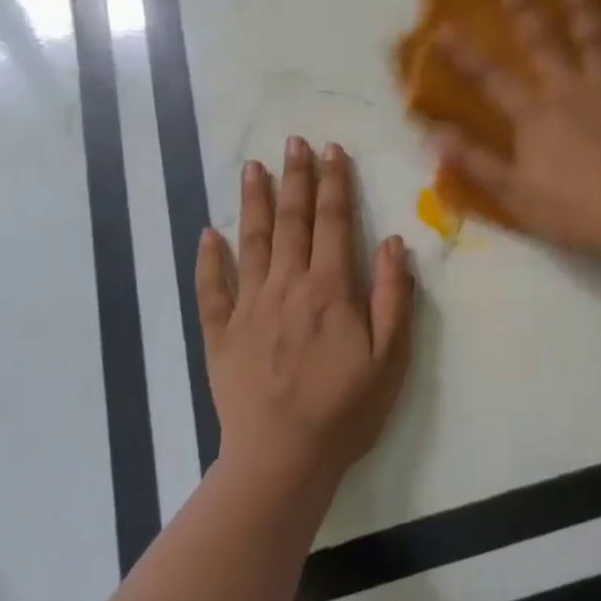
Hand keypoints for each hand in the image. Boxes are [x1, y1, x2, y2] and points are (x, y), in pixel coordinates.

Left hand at [195, 138, 413, 490]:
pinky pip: (211, 290)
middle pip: (292, 221)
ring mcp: (248, 308)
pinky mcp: (221, 334)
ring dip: (254, 202)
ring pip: (251, 243)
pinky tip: (208, 234)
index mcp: (329, 289)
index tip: (332, 150)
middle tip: (294, 141)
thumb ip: (392, 295)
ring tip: (253, 167)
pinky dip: (208, 260)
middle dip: (295, 178)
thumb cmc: (346, 408)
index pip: (333, 222)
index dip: (334, 183)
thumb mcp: (390, 357)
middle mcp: (286, 286)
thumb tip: (393, 241)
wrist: (283, 459)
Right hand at [431, 0, 600, 253]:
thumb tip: (434, 133)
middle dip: (527, 14)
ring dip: (584, 12)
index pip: (491, 80)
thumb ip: (475, 162)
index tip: (444, 27)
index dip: (465, 55)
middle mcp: (570, 92)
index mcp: (535, 117)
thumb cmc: (574, 211)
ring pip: (595, 44)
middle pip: (544, 46)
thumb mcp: (514, 194)